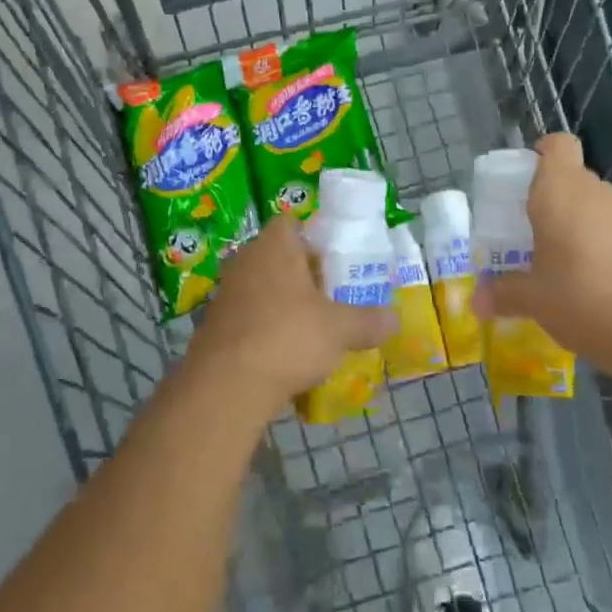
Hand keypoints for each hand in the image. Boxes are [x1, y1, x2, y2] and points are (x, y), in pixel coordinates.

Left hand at [185, 217, 398, 421]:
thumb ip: (368, 320)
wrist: (225, 386)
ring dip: (286, 305)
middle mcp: (246, 259)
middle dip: (305, 277)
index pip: (293, 225)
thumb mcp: (339, 329)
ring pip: (265, 289)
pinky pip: (250, 317)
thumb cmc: (287, 337)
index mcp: (274, 245)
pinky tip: (286, 355)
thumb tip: (395, 320)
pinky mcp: (216, 324)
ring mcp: (227, 292)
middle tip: (333, 299)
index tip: (336, 266)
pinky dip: (268, 329)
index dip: (316, 241)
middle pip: (280, 258)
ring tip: (314, 330)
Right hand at [475, 133, 611, 370]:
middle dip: (550, 198)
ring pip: (593, 205)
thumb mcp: (532, 299)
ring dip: (575, 224)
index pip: (557, 145)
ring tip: (556, 261)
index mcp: (560, 190)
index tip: (523, 182)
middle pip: (572, 177)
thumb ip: (503, 294)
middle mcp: (595, 193)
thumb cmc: (581, 297)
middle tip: (527, 231)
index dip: (541, 154)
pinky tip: (588, 282)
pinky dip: (598, 246)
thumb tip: (477, 303)